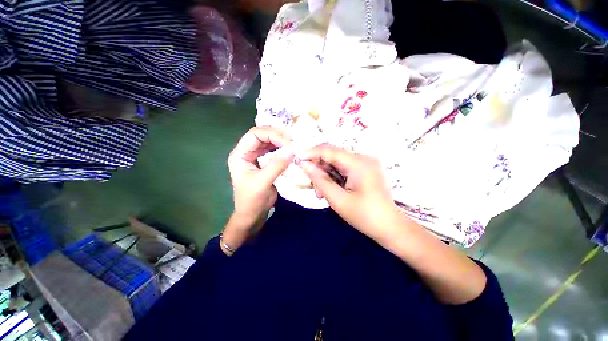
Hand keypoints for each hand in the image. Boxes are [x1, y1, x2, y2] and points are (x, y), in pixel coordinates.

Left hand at [224, 127, 293, 251]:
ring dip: (280, 141)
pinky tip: (289, 150)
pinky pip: (272, 150)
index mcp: (240, 154)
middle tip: (293, 140)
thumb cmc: (252, 200)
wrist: (252, 215)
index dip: (272, 134)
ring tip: (293, 143)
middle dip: (277, 135)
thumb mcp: (263, 182)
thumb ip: (277, 165)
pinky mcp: (263, 163)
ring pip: (268, 142)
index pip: (255, 134)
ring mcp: (254, 157)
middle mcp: (246, 152)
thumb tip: (292, 149)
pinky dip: (281, 148)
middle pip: (262, 135)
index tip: (288, 141)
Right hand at [300, 145, 487, 304]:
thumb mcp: (338, 200)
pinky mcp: (364, 170)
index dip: (311, 153)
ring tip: (321, 193)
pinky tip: (330, 190)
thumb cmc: (365, 216)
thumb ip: (320, 180)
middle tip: (311, 186)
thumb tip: (304, 164)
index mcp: (358, 163)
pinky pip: (343, 168)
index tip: (296, 159)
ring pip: (336, 163)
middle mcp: (363, 158)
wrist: (390, 228)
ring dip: (325, 175)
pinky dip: (333, 177)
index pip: (329, 150)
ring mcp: (364, 163)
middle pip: (332, 156)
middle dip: (318, 168)